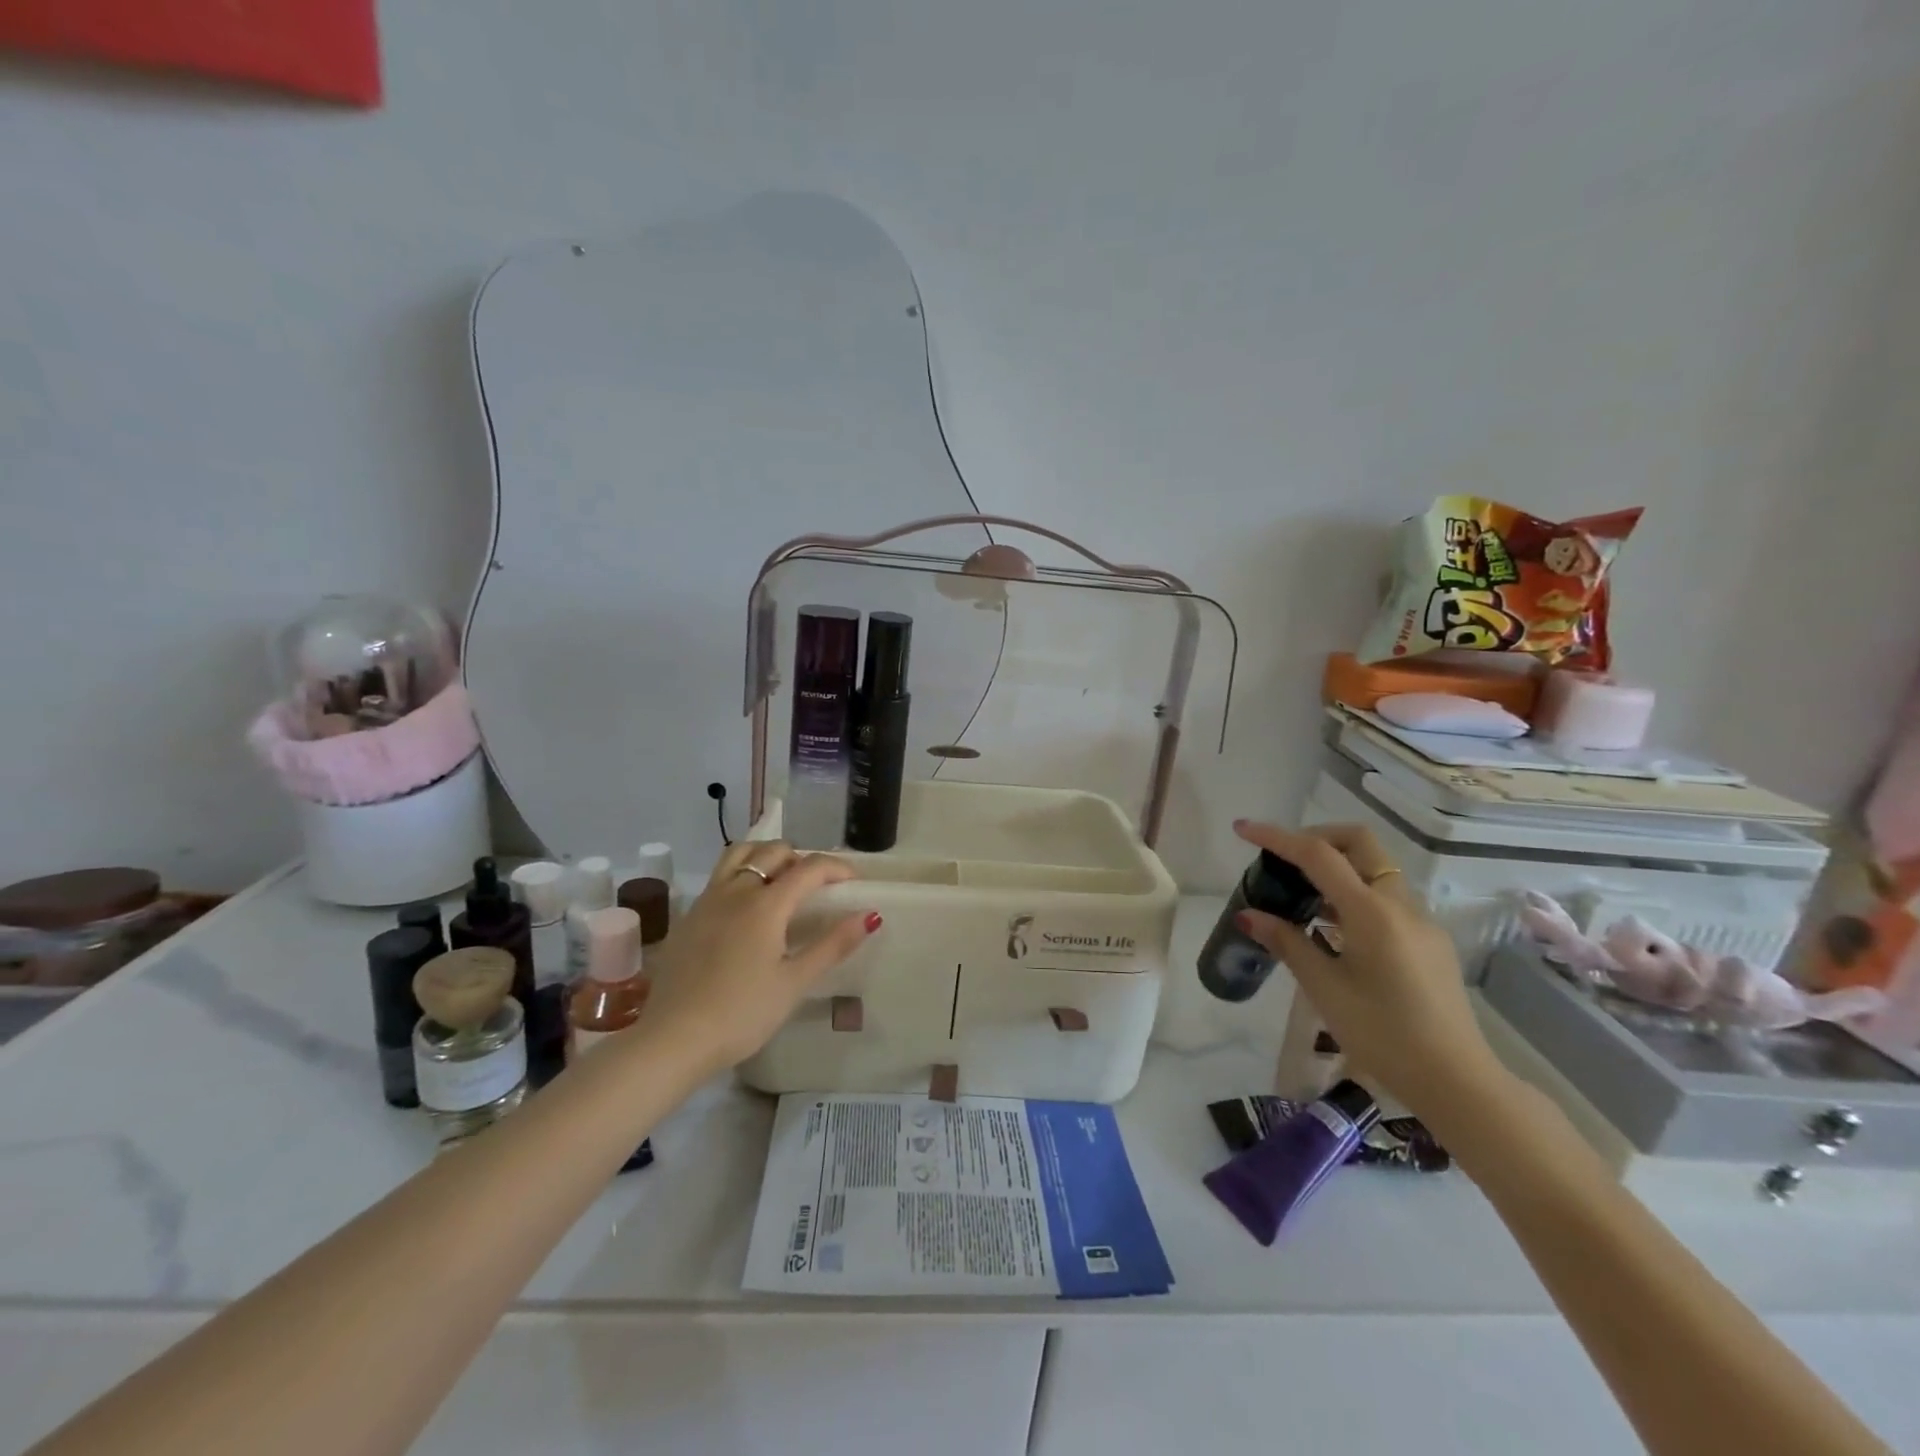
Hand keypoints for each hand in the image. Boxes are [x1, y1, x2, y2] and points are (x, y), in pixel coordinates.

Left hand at [638, 839, 877, 1072]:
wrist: (673, 1039)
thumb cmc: (742, 1013)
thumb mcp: (794, 982)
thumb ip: (833, 945)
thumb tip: (870, 915)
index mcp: (766, 904)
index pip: (810, 868)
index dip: (838, 868)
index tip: (855, 882)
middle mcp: (736, 891)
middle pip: (774, 851)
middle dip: (803, 859)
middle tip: (819, 886)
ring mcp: (707, 900)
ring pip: (740, 855)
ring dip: (767, 857)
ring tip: (782, 882)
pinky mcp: (689, 916)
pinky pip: (720, 876)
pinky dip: (742, 874)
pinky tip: (748, 908)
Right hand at [1231, 820, 1511, 1117]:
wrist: (1456, 1082)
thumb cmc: (1383, 1034)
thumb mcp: (1324, 988)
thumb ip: (1287, 943)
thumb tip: (1250, 914)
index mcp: (1371, 912)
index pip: (1318, 855)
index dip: (1277, 837)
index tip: (1244, 829)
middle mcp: (1401, 905)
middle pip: (1359, 843)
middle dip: (1318, 837)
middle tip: (1284, 858)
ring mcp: (1421, 922)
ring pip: (1376, 869)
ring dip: (1338, 866)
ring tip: (1301, 896)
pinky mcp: (1429, 941)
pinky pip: (1387, 898)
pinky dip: (1355, 893)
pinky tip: (1333, 928)